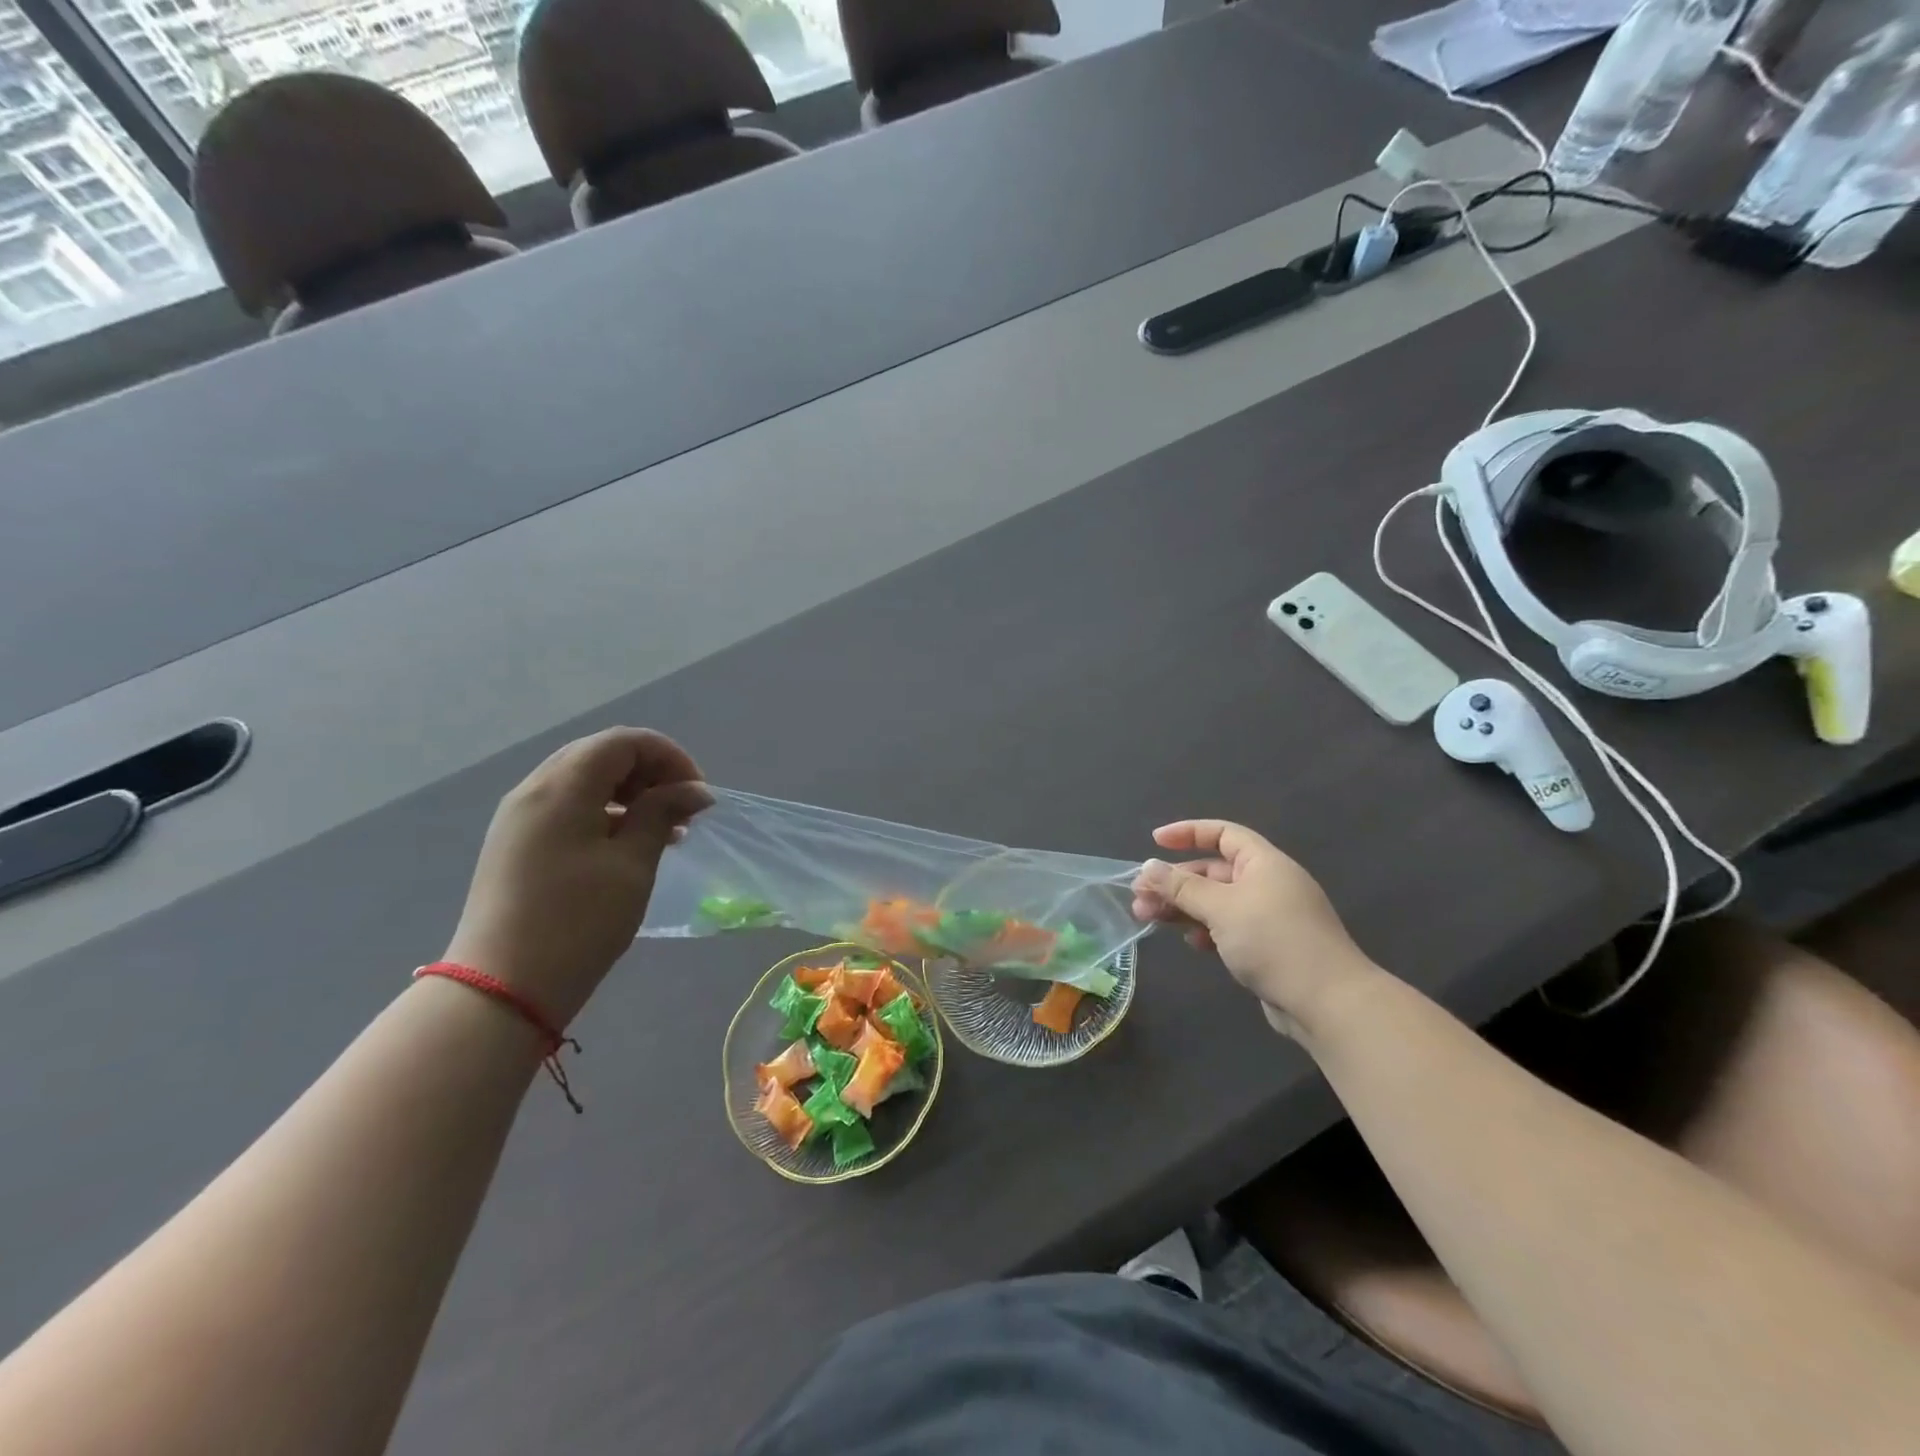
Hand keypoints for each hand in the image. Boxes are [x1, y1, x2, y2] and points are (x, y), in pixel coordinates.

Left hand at [443, 728, 711, 1026]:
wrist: (503, 989)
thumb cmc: (578, 922)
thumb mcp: (633, 864)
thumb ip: (662, 813)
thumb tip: (693, 789)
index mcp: (561, 787)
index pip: (623, 741)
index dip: (669, 756)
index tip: (697, 794)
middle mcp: (533, 789)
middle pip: (600, 754)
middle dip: (649, 771)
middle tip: (682, 808)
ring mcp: (518, 816)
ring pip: (582, 779)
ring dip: (627, 791)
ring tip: (662, 828)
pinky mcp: (514, 842)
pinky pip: (565, 805)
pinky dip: (603, 810)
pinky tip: (626, 842)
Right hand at [1131, 820, 1374, 1040]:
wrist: (1328, 1003)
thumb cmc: (1273, 941)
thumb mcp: (1221, 908)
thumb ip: (1182, 887)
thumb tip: (1148, 867)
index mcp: (1263, 863)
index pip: (1223, 834)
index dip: (1188, 833)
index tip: (1154, 841)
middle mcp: (1267, 884)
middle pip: (1213, 871)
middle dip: (1175, 881)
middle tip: (1139, 896)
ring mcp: (1269, 917)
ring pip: (1216, 902)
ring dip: (1183, 907)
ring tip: (1148, 919)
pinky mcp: (1268, 947)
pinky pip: (1228, 928)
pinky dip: (1206, 930)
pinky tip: (1192, 943)